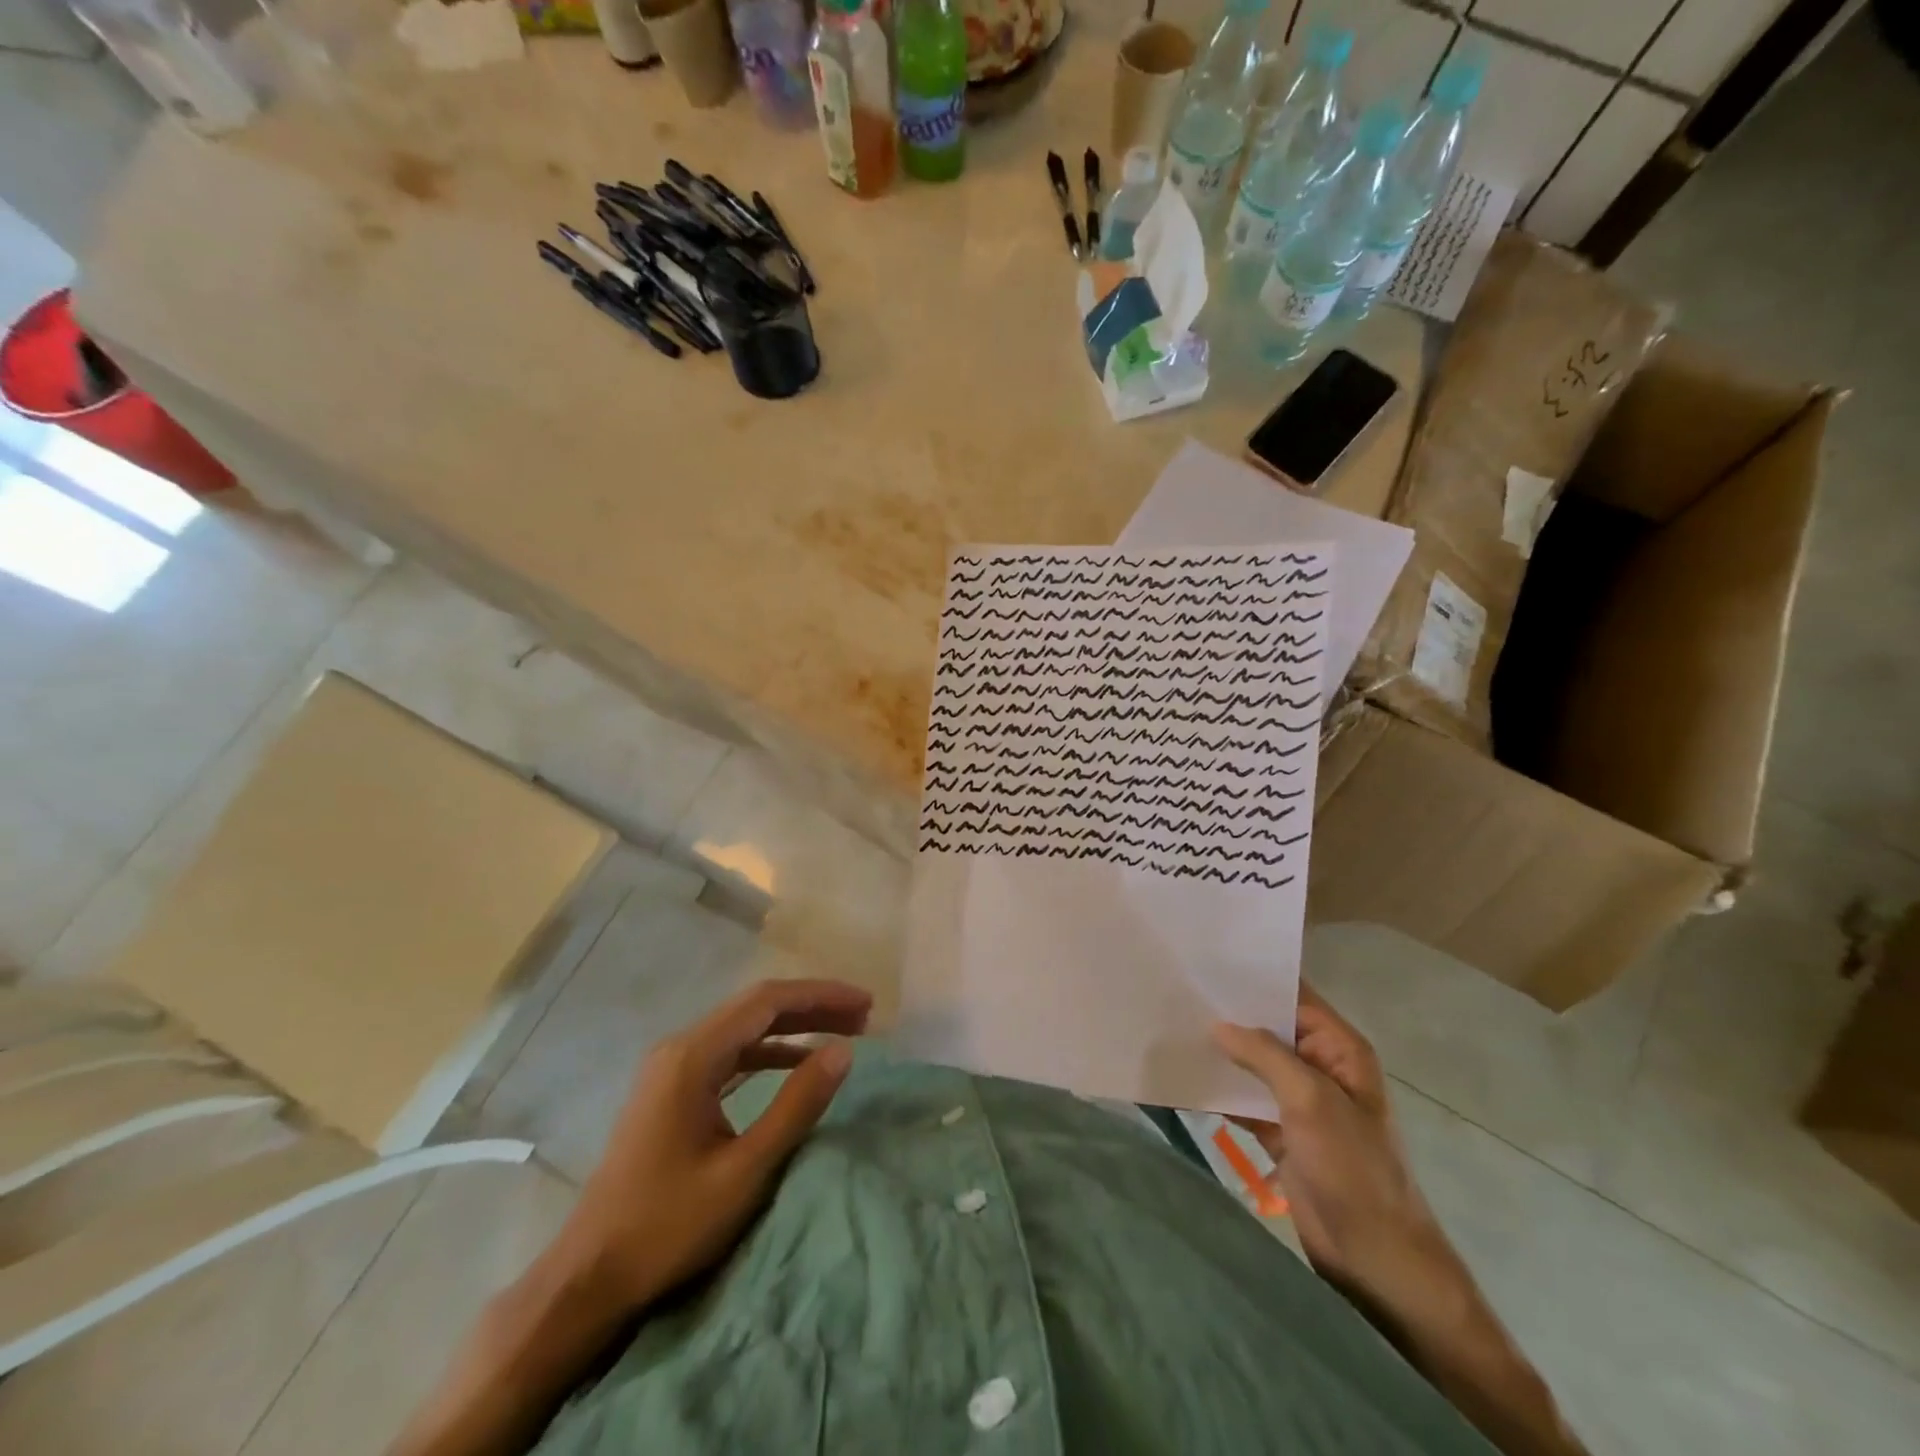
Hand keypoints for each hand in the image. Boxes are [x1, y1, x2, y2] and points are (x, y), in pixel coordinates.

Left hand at [561, 978, 872, 1313]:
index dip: (821, 996)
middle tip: (863, 1017)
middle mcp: (680, 1048)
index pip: (767, 1001)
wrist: (587, 1277)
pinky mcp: (671, 1090)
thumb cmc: (668, 1225)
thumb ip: (797, 1105)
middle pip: (756, 1007)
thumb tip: (844, 1051)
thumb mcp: (745, 1169)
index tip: (865, 1004)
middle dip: (812, 1007)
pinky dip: (769, 1051)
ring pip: (744, 1028)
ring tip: (842, 1033)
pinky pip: (730, 1053)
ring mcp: (671, 1068)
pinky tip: (796, 1064)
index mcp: (692, 1056)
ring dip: (793, 1027)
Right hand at [1211, 985, 1458, 1307]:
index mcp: (1339, 1049)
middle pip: (1269, 1028)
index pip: (1294, 997)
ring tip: (1173, 1024)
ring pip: (1253, 1063)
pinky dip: (1220, 1089)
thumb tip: (1218, 1024)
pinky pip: (1245, 1098)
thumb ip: (1265, 1054)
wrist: (1373, 1256)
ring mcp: (1299, 1101)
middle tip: (1179, 990)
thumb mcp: (1311, 1100)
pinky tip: (1185, 1074)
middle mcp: (1319, 1067)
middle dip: (1230, 1014)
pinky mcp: (1280, 1131)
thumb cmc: (1352, 1166)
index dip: (1256, 978)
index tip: (1209, 960)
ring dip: (1221, 1051)